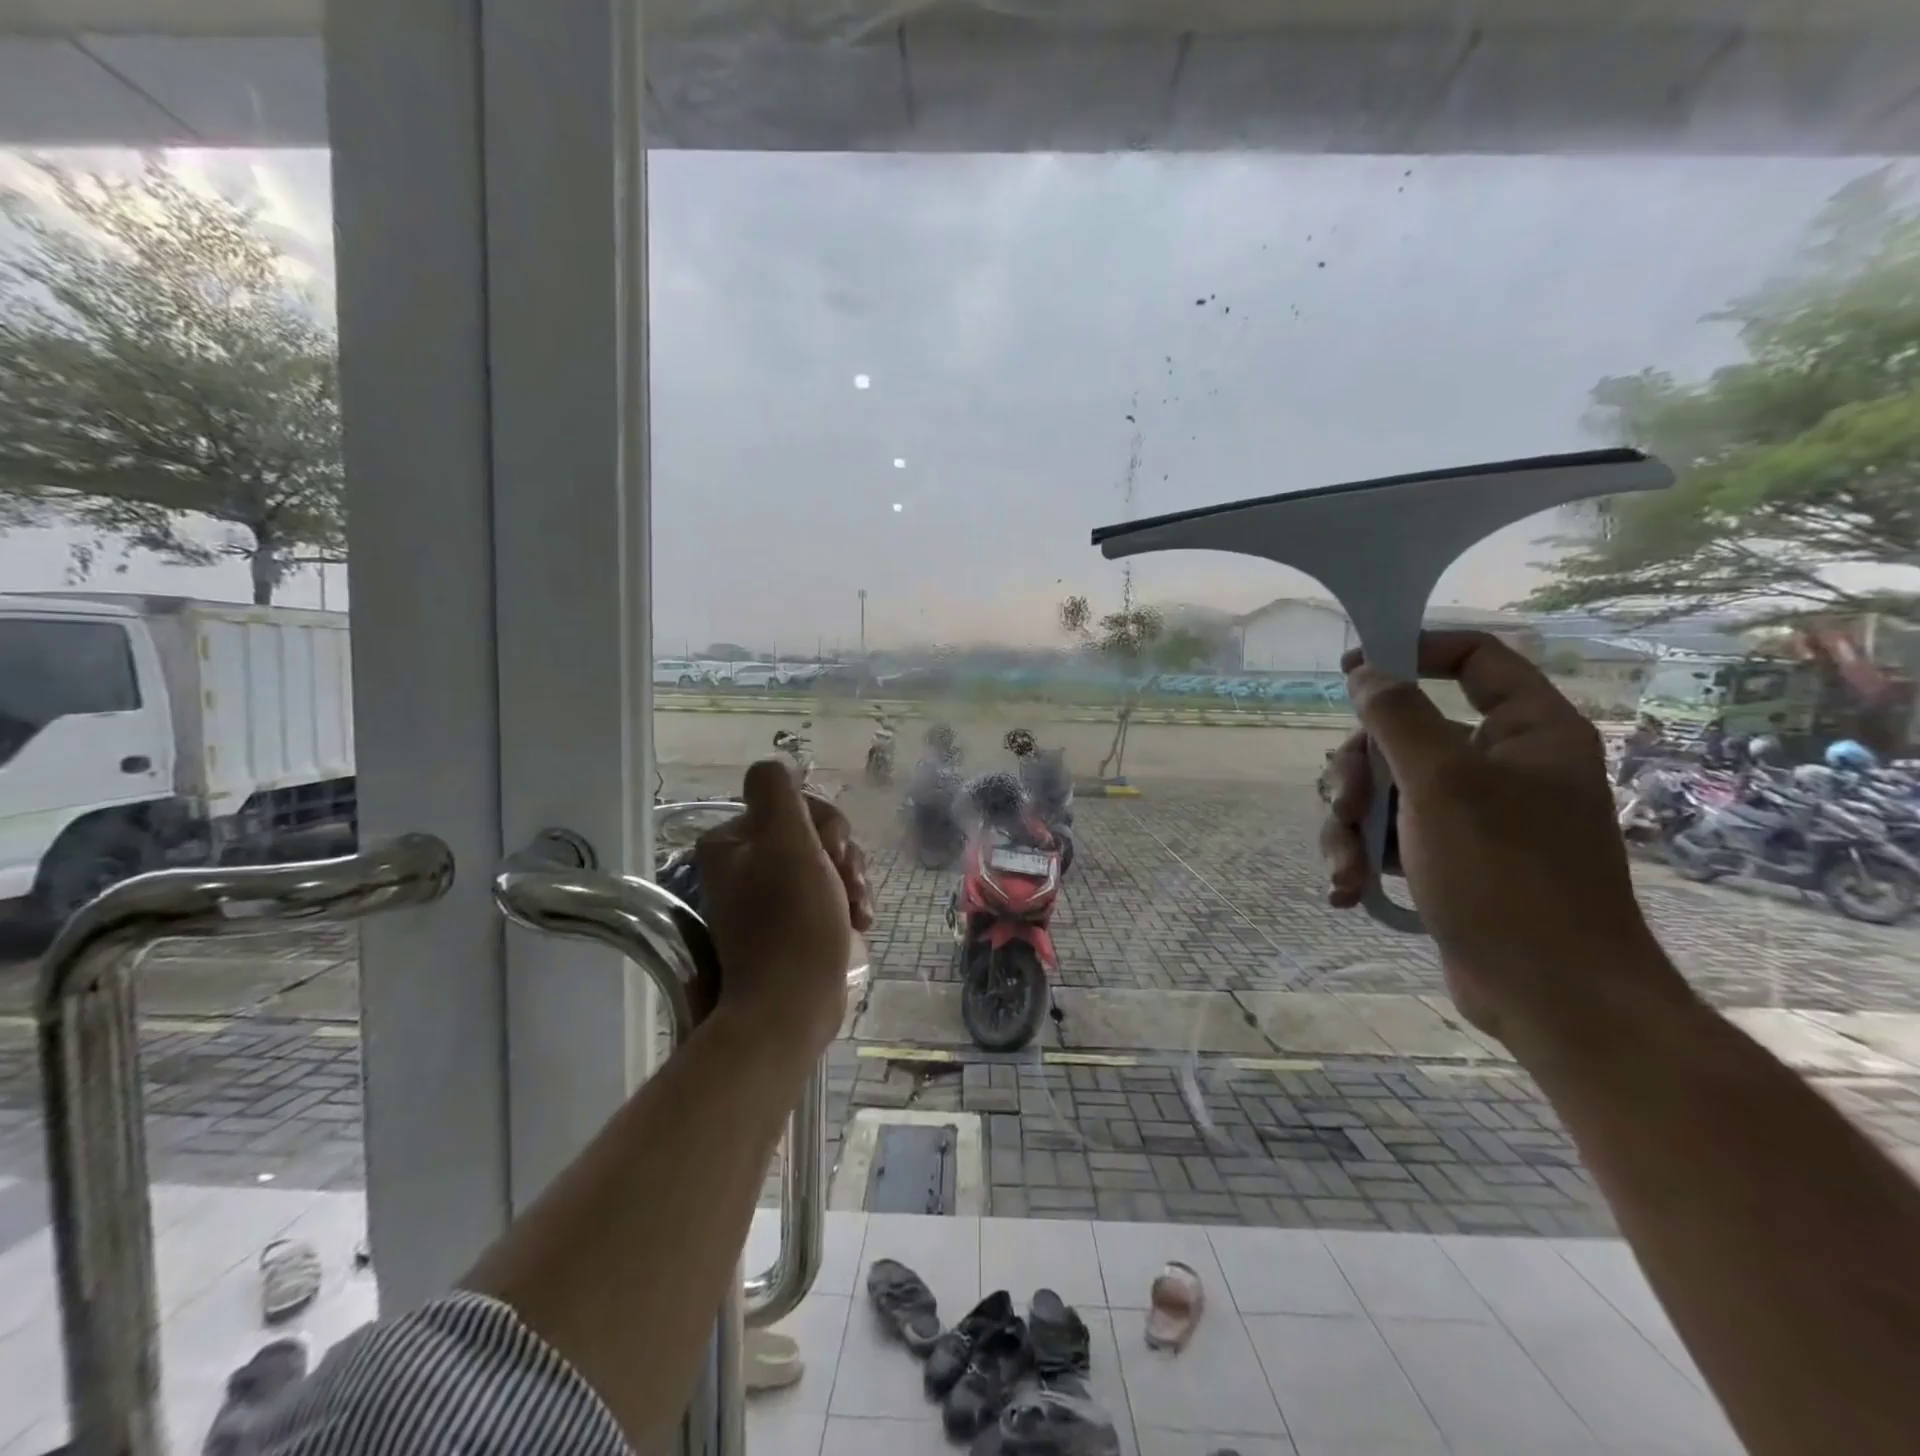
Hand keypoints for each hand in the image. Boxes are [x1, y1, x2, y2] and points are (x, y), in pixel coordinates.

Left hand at [696, 761, 873, 1054]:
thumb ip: (778, 793)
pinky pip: (825, 893)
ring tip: (857, 912)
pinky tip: (858, 924)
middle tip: (849, 887)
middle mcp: (743, 865)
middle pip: (813, 834)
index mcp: (732, 841)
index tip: (832, 857)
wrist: (791, 1008)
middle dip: (841, 857)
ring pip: (826, 863)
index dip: (826, 827)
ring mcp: (765, 897)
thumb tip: (775, 765)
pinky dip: (845, 903)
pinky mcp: (787, 924)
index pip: (795, 805)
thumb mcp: (786, 843)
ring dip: (849, 881)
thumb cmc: (792, 922)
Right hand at [1319, 631, 1688, 1049]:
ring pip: (1386, 787)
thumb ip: (1397, 718)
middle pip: (1405, 732)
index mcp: (1528, 732)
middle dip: (1358, 772)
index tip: (1351, 670)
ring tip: (1344, 866)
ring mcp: (1475, 813)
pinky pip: (1390, 831)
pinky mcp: (1449, 856)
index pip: (1474, 660)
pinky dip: (1363, 855)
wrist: (1549, 995)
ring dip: (1350, 823)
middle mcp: (1503, 764)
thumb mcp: (1442, 785)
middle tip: (1341, 805)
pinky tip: (1348, 888)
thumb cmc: (1506, 876)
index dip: (1412, 652)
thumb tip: (1365, 672)